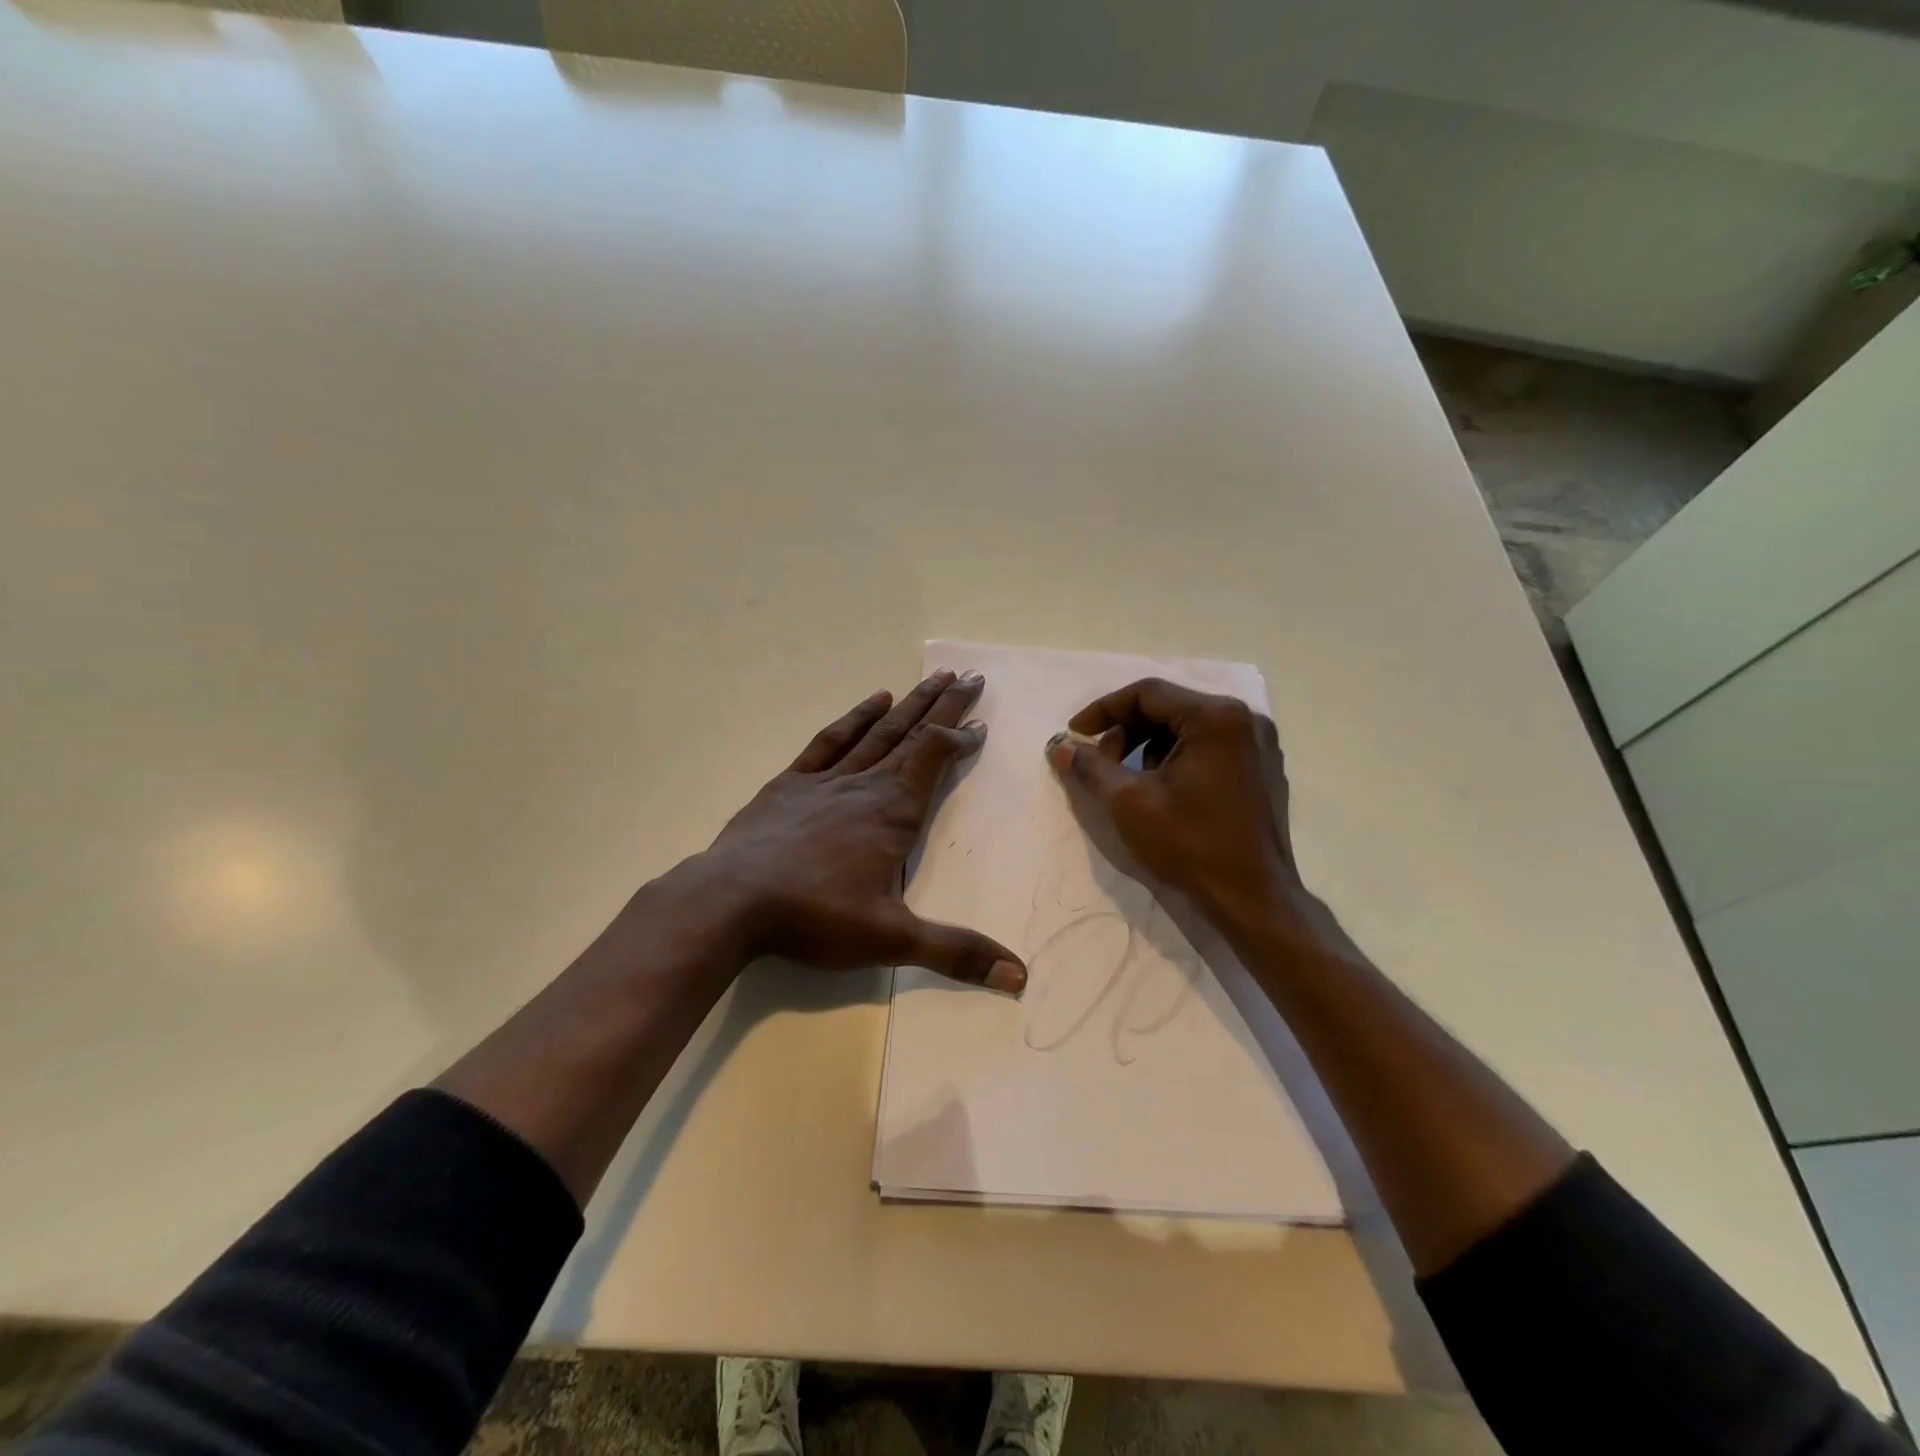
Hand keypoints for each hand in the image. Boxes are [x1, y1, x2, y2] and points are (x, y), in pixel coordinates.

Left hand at [694, 670, 1026, 993]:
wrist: (730, 901)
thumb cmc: (814, 916)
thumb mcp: (891, 940)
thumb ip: (955, 953)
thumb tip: (1019, 975)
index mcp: (893, 813)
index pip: (935, 759)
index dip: (961, 739)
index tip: (981, 724)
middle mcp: (866, 785)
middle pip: (912, 734)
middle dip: (944, 706)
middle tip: (969, 676)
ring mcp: (826, 779)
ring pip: (878, 732)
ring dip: (909, 704)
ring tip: (933, 677)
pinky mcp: (791, 783)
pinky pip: (831, 741)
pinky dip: (855, 718)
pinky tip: (872, 700)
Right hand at [1044, 678, 1313, 934]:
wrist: (1254, 900)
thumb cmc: (1191, 844)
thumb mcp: (1128, 802)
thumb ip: (1090, 767)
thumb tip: (1059, 747)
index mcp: (1216, 717)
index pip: (1147, 694)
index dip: (1103, 711)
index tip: (1075, 735)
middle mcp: (1244, 720)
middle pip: (1169, 708)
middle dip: (1125, 731)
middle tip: (1098, 762)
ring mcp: (1259, 746)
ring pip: (1188, 729)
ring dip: (1148, 746)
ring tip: (1127, 780)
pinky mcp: (1262, 772)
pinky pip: (1209, 749)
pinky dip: (1176, 759)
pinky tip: (1161, 791)